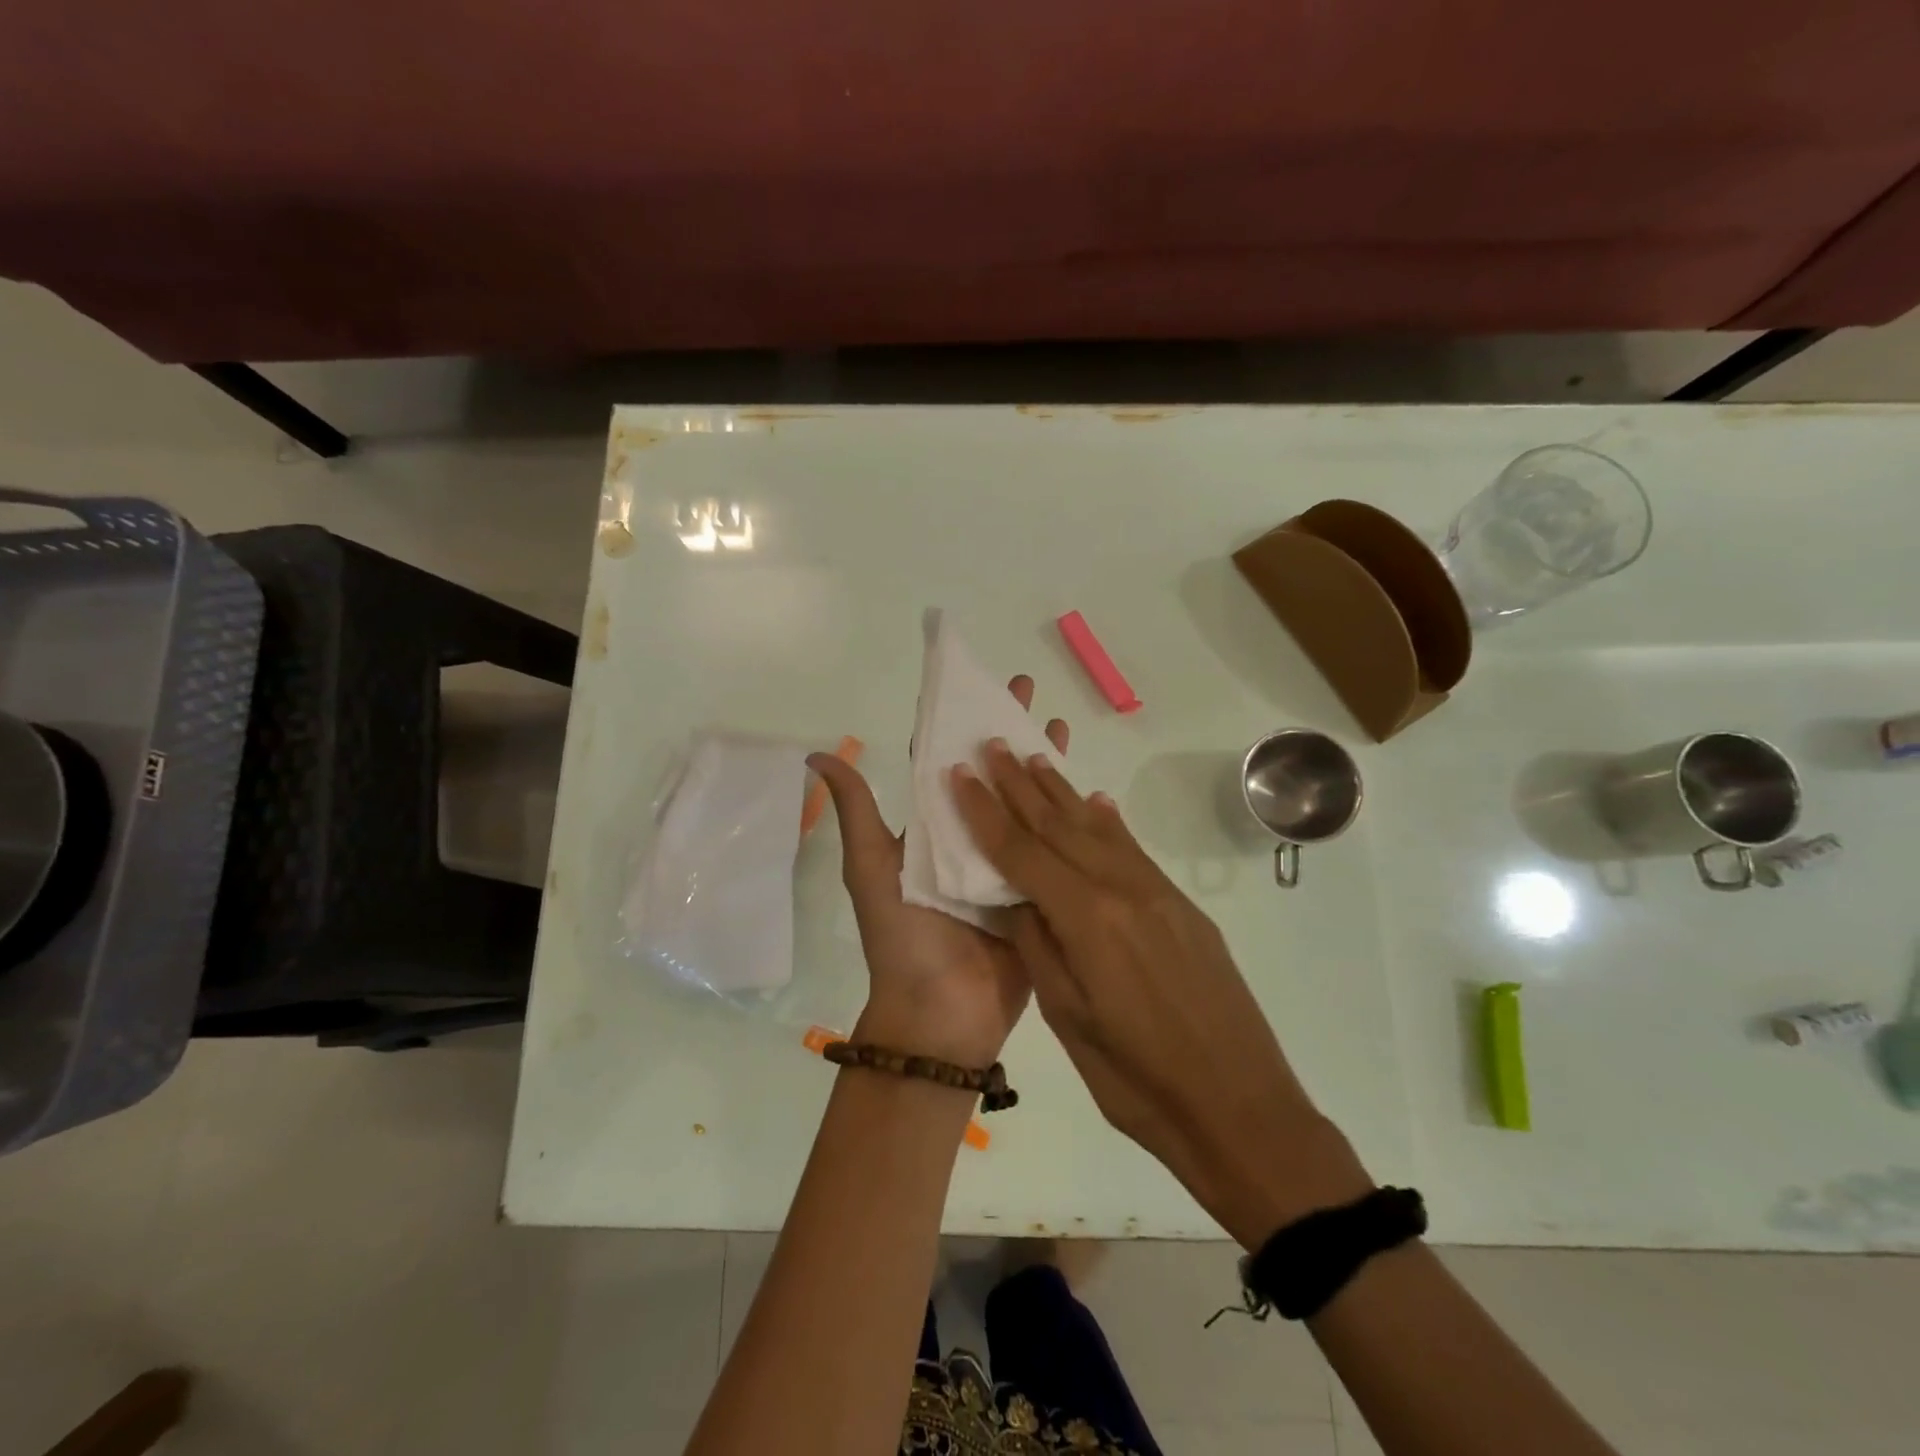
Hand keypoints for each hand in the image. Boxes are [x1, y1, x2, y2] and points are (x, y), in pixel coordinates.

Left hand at [808, 679, 1067, 1069]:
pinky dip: (1067, 817)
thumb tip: (816, 753)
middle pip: (989, 774)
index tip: (974, 683)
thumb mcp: (871, 868)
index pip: (943, 762)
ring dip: (1040, 765)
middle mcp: (967, 837)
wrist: (941, 1015)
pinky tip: (1089, 788)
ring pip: (1025, 802)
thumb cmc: (903, 937)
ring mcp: (1004, 863)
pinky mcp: (1036, 889)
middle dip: (1006, 731)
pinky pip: (1052, 847)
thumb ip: (857, 811)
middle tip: (1026, 689)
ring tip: (1060, 726)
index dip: (955, 722)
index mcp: (929, 828)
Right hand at [951, 742, 1373, 1247]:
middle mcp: (1122, 890)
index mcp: (1087, 919)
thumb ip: (1038, 946)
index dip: (985, 812)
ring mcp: (1158, 894)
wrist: (1243, 1109)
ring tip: (1034, 757)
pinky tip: (1095, 803)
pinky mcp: (1182, 907)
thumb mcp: (1070, 1020)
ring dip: (1061, 793)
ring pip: (1097, 830)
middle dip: (1019, 785)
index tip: (959, 774)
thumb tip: (1013, 896)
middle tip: (992, 745)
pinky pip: (1133, 850)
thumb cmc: (1139, 1081)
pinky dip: (1107, 822)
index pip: (1021, 853)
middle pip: (1058, 827)